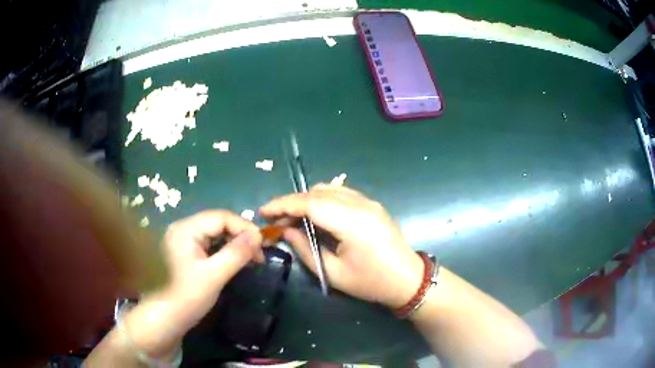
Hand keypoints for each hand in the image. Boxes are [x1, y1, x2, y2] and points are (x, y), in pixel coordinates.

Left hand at [124, 210, 262, 357]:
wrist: (166, 318)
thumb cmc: (188, 297)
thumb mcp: (215, 275)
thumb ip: (236, 253)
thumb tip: (258, 235)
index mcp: (185, 229)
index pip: (220, 217)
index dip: (244, 227)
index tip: (263, 244)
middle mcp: (183, 228)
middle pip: (217, 223)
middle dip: (240, 236)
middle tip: (258, 254)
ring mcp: (183, 240)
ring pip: (215, 233)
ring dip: (234, 243)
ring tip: (250, 258)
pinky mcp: (185, 251)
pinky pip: (209, 244)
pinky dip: (224, 250)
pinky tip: (234, 260)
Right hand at [260, 184, 422, 308]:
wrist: (408, 279)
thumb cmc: (371, 282)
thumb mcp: (333, 273)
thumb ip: (306, 249)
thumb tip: (286, 230)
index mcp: (352, 222)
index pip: (310, 203)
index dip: (284, 204)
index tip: (264, 211)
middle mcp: (360, 204)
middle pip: (318, 192)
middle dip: (292, 202)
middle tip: (276, 219)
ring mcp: (368, 201)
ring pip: (329, 189)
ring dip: (307, 199)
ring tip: (292, 218)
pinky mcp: (372, 204)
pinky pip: (341, 193)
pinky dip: (322, 199)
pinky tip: (315, 215)